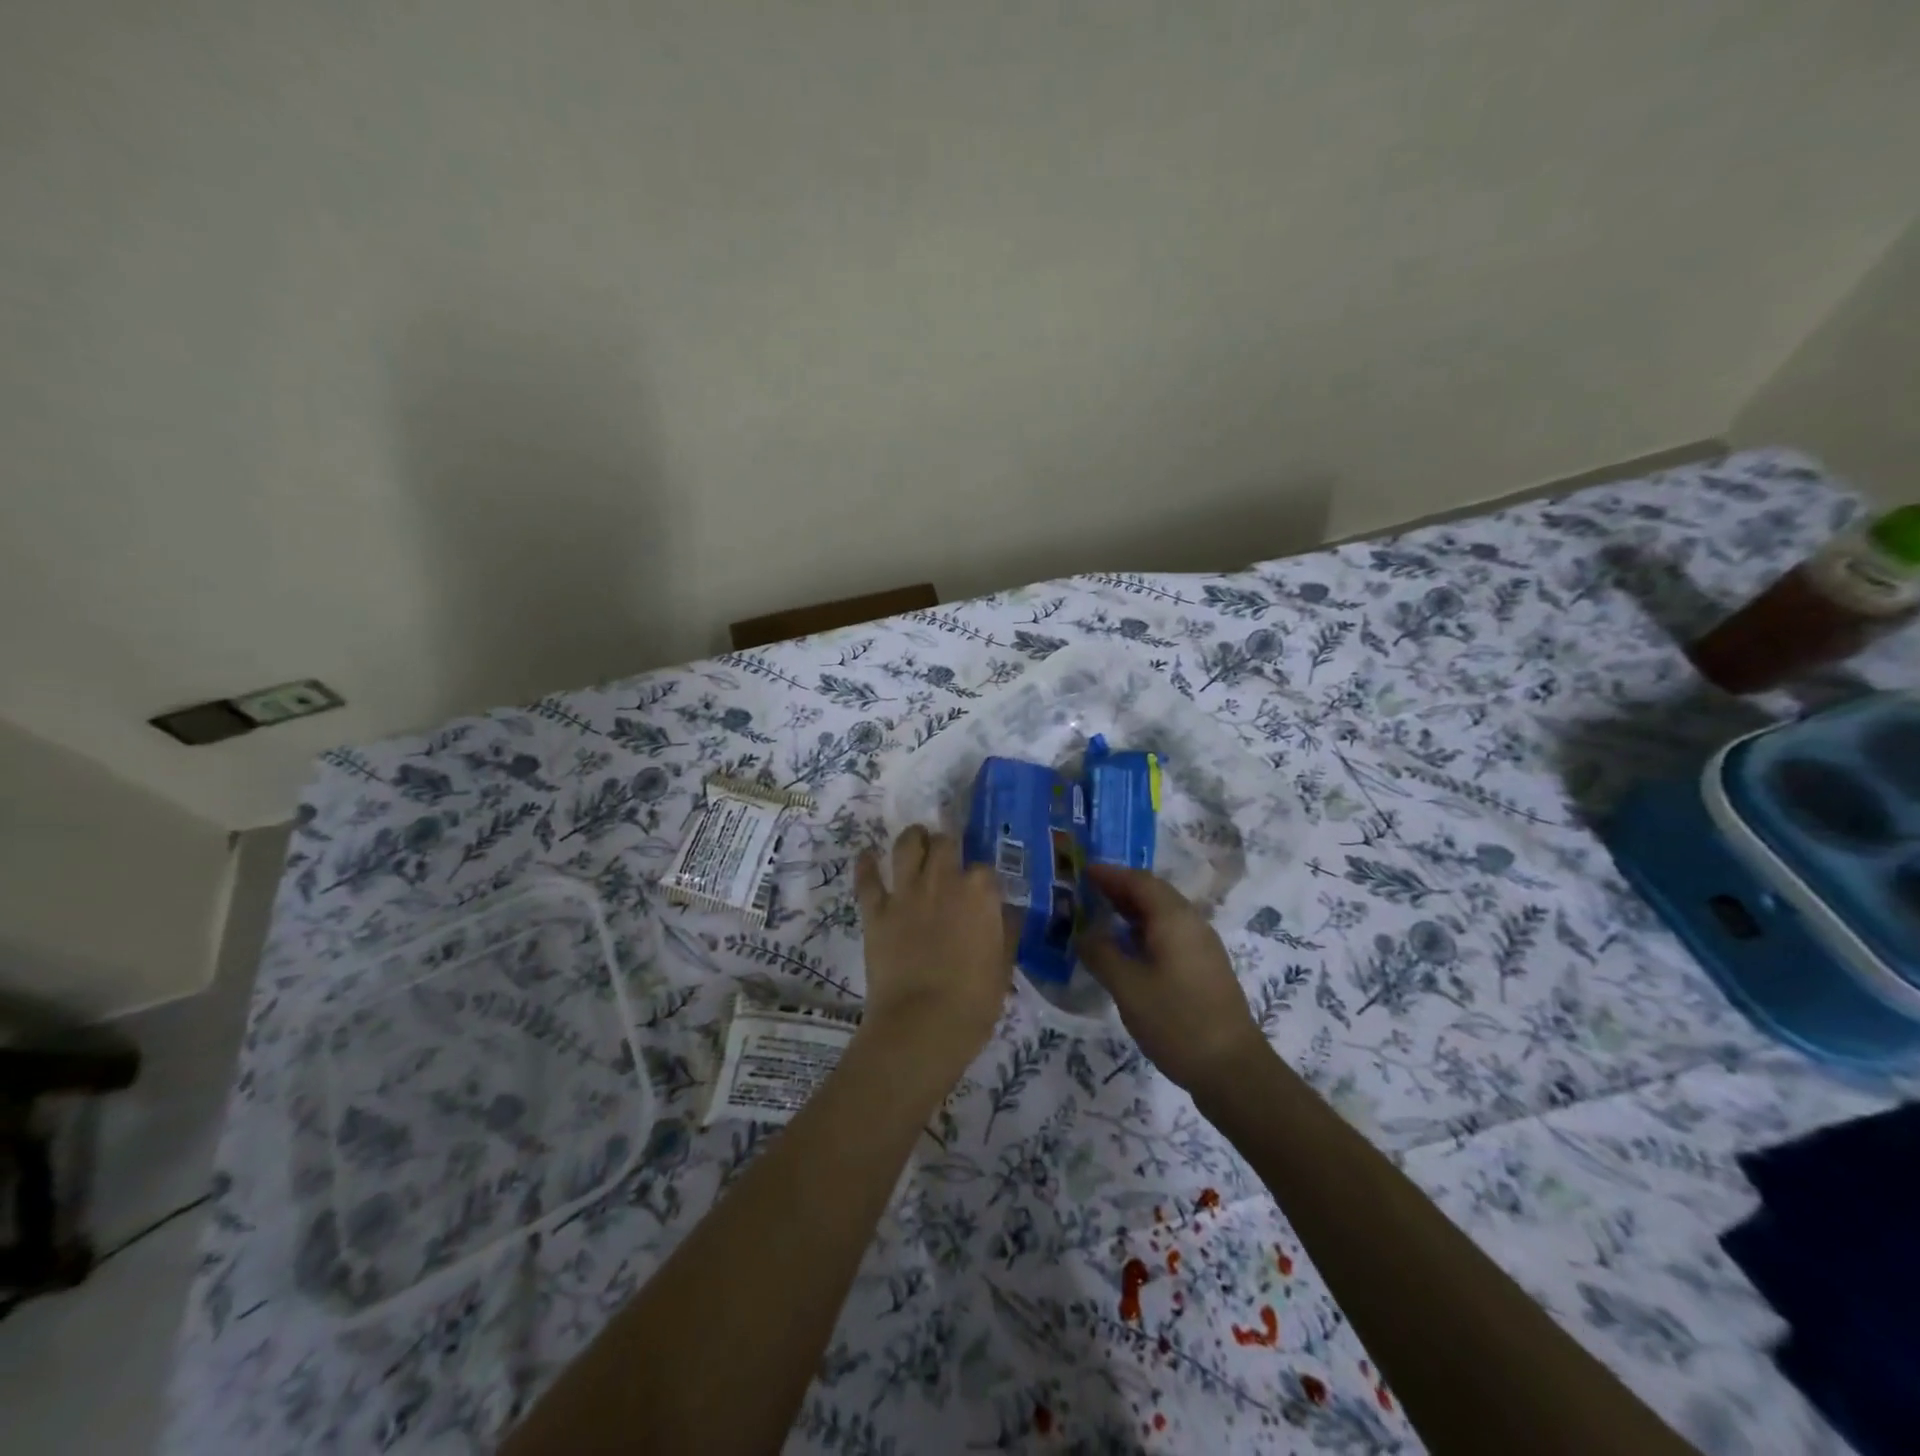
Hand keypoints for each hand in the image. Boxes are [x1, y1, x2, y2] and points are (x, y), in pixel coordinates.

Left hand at [854, 826, 1013, 1082]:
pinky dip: (866, 865)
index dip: (982, 877)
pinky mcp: (875, 910)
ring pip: (906, 845)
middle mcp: (943, 880)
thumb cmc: (974, 1001)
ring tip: (915, 839)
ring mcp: (906, 892)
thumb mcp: (1003, 967)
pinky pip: (867, 878)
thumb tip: (1008, 913)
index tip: (981, 887)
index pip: (985, 868)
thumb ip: (1006, 932)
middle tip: (947, 855)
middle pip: (945, 843)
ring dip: (912, 838)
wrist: (922, 1024)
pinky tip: (867, 856)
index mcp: (980, 893)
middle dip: (947, 845)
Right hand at [1079, 864, 1270, 1098]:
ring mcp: (1202, 947)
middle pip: (1153, 894)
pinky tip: (1128, 950)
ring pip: (1163, 915)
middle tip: (1087, 891)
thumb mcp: (1127, 987)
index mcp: (1174, 919)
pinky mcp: (1205, 969)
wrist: (1232, 1069)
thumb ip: (1101, 953)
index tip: (1082, 871)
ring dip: (1132, 910)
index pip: (1139, 881)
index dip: (1110, 874)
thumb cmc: (1176, 1021)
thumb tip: (1084, 934)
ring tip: (1102, 917)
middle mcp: (1192, 924)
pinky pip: (1170, 934)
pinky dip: (1145, 931)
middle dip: (1120, 889)